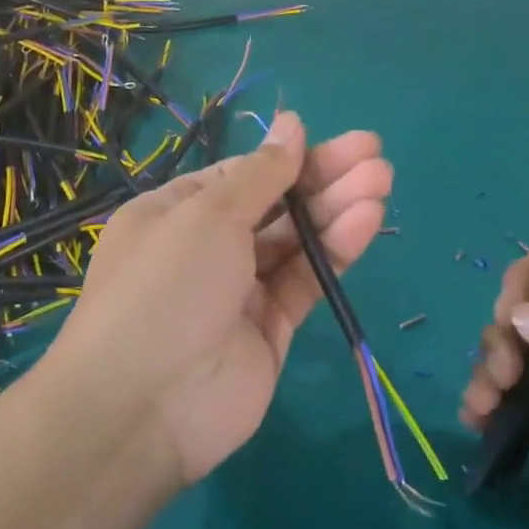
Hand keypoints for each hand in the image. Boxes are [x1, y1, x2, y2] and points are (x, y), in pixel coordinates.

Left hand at [47, 113, 391, 486]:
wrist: (145, 404)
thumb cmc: (165, 287)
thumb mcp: (207, 215)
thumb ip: (259, 174)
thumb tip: (290, 124)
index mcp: (175, 213)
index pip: (240, 175)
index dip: (287, 158)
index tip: (335, 142)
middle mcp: (206, 248)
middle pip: (274, 205)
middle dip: (323, 178)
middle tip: (375, 155)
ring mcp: (239, 291)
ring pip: (295, 242)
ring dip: (336, 210)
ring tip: (382, 180)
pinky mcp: (270, 329)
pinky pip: (305, 281)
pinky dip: (334, 252)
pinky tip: (366, 221)